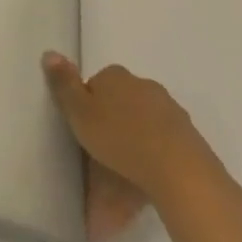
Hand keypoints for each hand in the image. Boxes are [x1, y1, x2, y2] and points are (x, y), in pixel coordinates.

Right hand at [43, 54, 225, 241]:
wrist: (182, 173)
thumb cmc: (121, 138)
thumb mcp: (79, 111)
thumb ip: (63, 83)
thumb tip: (50, 52)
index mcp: (116, 76)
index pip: (96, 83)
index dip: (87, 106)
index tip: (85, 130)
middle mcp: (145, 87)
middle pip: (122, 104)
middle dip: (113, 126)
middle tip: (101, 157)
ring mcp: (172, 113)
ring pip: (143, 127)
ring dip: (133, 146)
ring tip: (122, 184)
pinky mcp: (192, 141)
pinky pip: (163, 148)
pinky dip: (153, 163)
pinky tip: (145, 188)